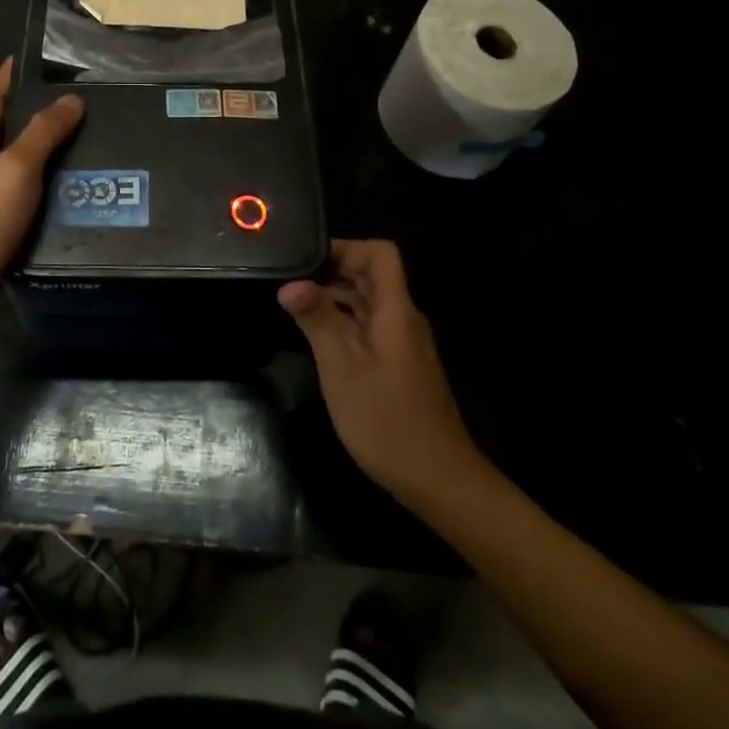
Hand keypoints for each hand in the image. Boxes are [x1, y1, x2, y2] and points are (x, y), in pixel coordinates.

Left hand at [0, 59, 83, 325]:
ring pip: (19, 170)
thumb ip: (43, 133)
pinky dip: (47, 196)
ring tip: (87, 151)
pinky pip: (25, 204)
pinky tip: (72, 199)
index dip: (6, 77)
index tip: (25, 58)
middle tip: (78, 107)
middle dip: (35, 118)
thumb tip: (72, 99)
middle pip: (6, 133)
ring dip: (47, 160)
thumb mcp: (15, 168)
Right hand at [279, 239, 488, 511]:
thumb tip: (289, 284)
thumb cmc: (387, 420)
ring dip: (335, 297)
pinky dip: (344, 321)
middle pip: (372, 275)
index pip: (380, 253)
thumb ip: (318, 319)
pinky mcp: (400, 365)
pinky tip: (319, 338)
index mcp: (395, 309)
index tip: (306, 259)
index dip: (345, 247)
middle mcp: (403, 318)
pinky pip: (370, 326)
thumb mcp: (342, 367)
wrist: (439, 480)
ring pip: (369, 302)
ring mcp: (403, 343)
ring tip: (296, 305)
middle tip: (290, 280)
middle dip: (332, 270)